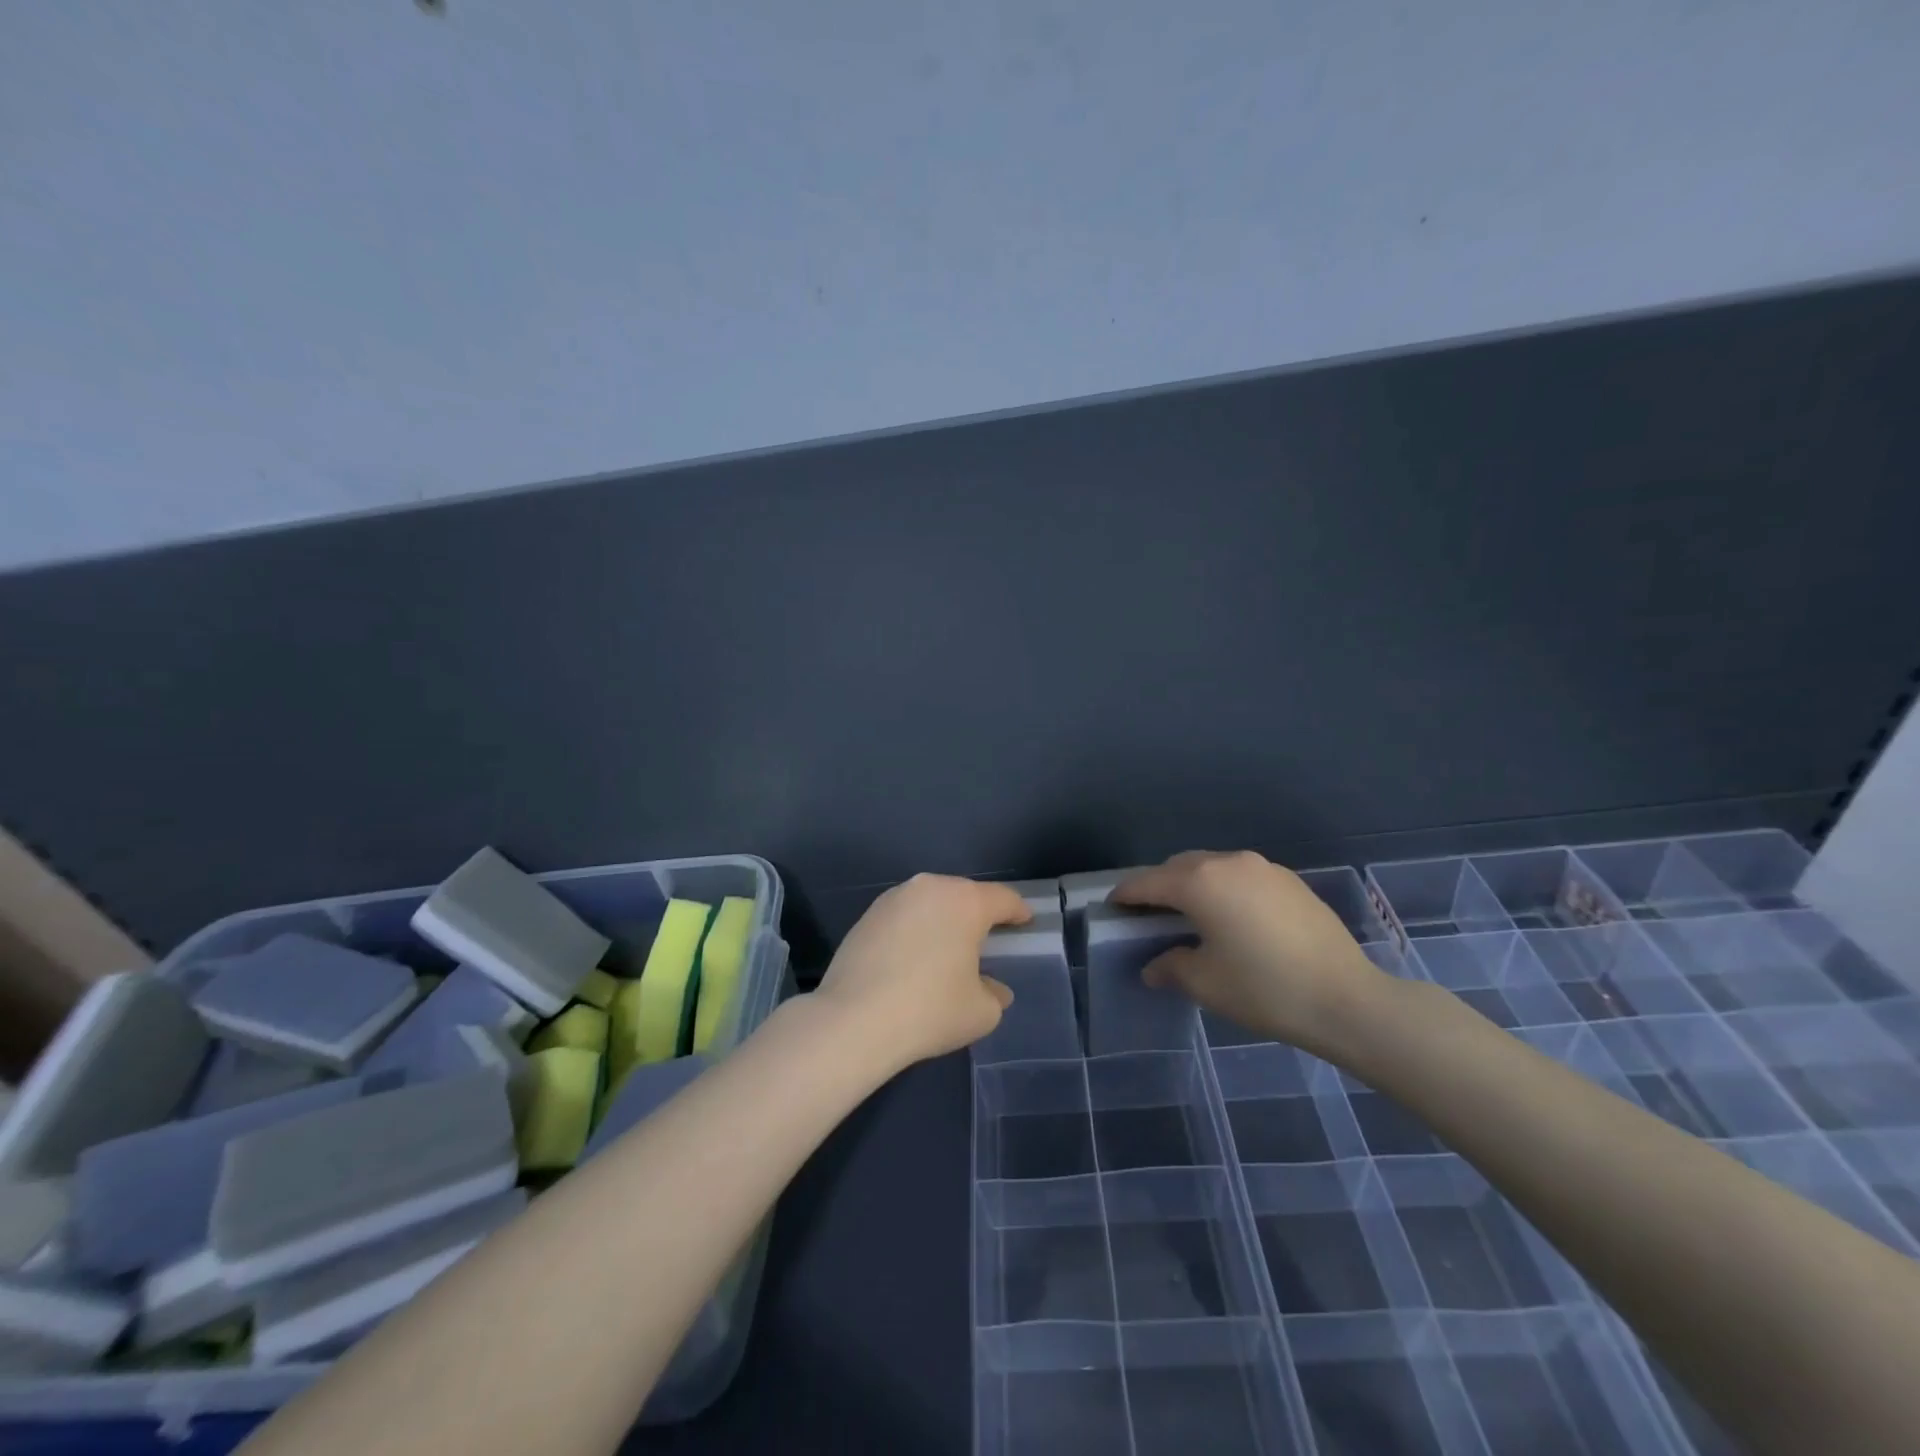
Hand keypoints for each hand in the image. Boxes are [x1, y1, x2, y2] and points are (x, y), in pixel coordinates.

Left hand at [816, 874, 1032, 1073]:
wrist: (854, 1020)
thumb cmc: (930, 1010)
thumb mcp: (981, 1012)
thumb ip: (994, 994)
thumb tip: (992, 988)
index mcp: (965, 901)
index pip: (1003, 899)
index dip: (1018, 911)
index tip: (1025, 922)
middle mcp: (929, 887)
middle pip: (964, 895)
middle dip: (978, 914)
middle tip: (987, 938)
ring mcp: (893, 899)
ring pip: (930, 902)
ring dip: (943, 919)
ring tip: (947, 948)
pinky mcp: (866, 915)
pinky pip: (904, 916)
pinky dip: (915, 930)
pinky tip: (913, 958)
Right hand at [1113, 851, 1389, 1055]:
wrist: (1347, 999)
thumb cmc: (1264, 989)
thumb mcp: (1206, 983)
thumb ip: (1171, 967)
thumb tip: (1155, 966)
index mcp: (1199, 883)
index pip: (1148, 883)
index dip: (1126, 895)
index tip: (1112, 908)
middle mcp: (1228, 863)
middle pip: (1179, 867)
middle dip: (1159, 886)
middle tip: (1150, 917)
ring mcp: (1263, 868)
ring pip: (1213, 868)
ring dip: (1194, 885)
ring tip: (1192, 917)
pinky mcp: (1290, 881)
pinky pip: (1241, 877)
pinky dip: (1225, 890)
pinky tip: (1233, 919)